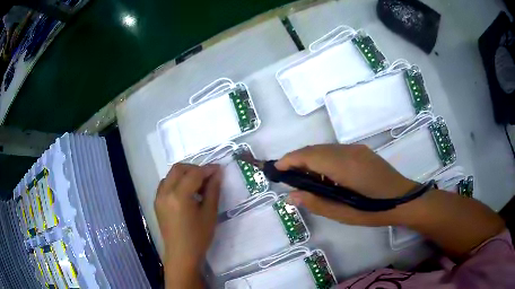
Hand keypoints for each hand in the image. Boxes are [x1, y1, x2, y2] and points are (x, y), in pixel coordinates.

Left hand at [155, 163, 221, 287]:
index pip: (194, 174)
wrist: (181, 254)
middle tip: (208, 177)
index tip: (219, 169)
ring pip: (171, 175)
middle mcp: (165, 192)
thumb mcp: (209, 214)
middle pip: (179, 169)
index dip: (207, 169)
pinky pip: (166, 184)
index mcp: (179, 196)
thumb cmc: (198, 237)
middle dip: (194, 168)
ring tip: (198, 186)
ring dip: (184, 174)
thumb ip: (213, 190)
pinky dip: (176, 182)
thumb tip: (217, 173)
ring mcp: (159, 197)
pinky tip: (186, 193)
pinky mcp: (157, 202)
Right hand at [275, 144, 416, 225]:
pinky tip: (324, 175)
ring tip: (303, 178)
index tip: (276, 170)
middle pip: (315, 149)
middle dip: (297, 159)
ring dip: (310, 159)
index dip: (290, 159)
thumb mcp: (344, 214)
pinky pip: (335, 150)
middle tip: (287, 177)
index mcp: (344, 166)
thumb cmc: (374, 210)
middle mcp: (348, 151)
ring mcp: (356, 149)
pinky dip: (322, 159)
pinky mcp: (361, 151)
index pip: (309, 155)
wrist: (403, 199)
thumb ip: (316, 203)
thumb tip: (291, 195)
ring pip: (325, 148)